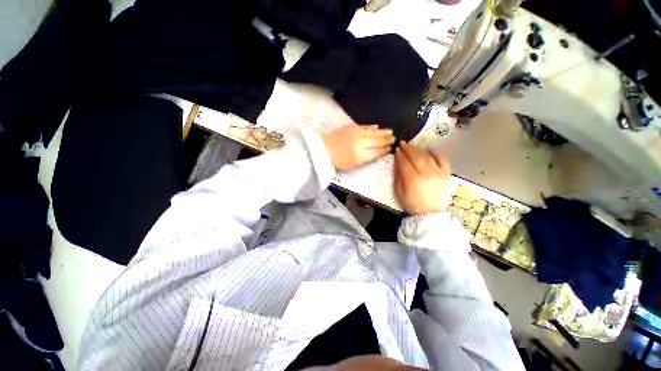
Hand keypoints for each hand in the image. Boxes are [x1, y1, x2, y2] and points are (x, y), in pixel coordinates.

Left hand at [323, 125, 395, 170]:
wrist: (323, 150)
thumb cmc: (337, 161)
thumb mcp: (352, 165)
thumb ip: (366, 159)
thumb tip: (377, 153)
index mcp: (360, 155)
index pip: (376, 152)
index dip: (384, 150)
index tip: (390, 148)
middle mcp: (360, 143)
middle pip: (377, 141)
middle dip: (386, 140)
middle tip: (394, 138)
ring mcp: (356, 134)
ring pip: (373, 132)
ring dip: (382, 132)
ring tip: (390, 131)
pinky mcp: (351, 127)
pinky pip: (365, 126)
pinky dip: (372, 127)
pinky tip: (377, 127)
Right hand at [394, 141, 450, 214]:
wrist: (429, 213)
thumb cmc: (411, 203)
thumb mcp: (399, 192)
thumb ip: (398, 176)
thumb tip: (397, 162)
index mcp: (412, 179)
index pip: (404, 162)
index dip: (399, 155)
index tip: (396, 150)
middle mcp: (426, 173)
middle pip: (416, 156)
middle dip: (408, 148)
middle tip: (403, 143)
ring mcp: (438, 173)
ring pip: (427, 156)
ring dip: (418, 149)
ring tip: (412, 145)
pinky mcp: (446, 174)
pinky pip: (442, 160)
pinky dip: (436, 152)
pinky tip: (430, 149)